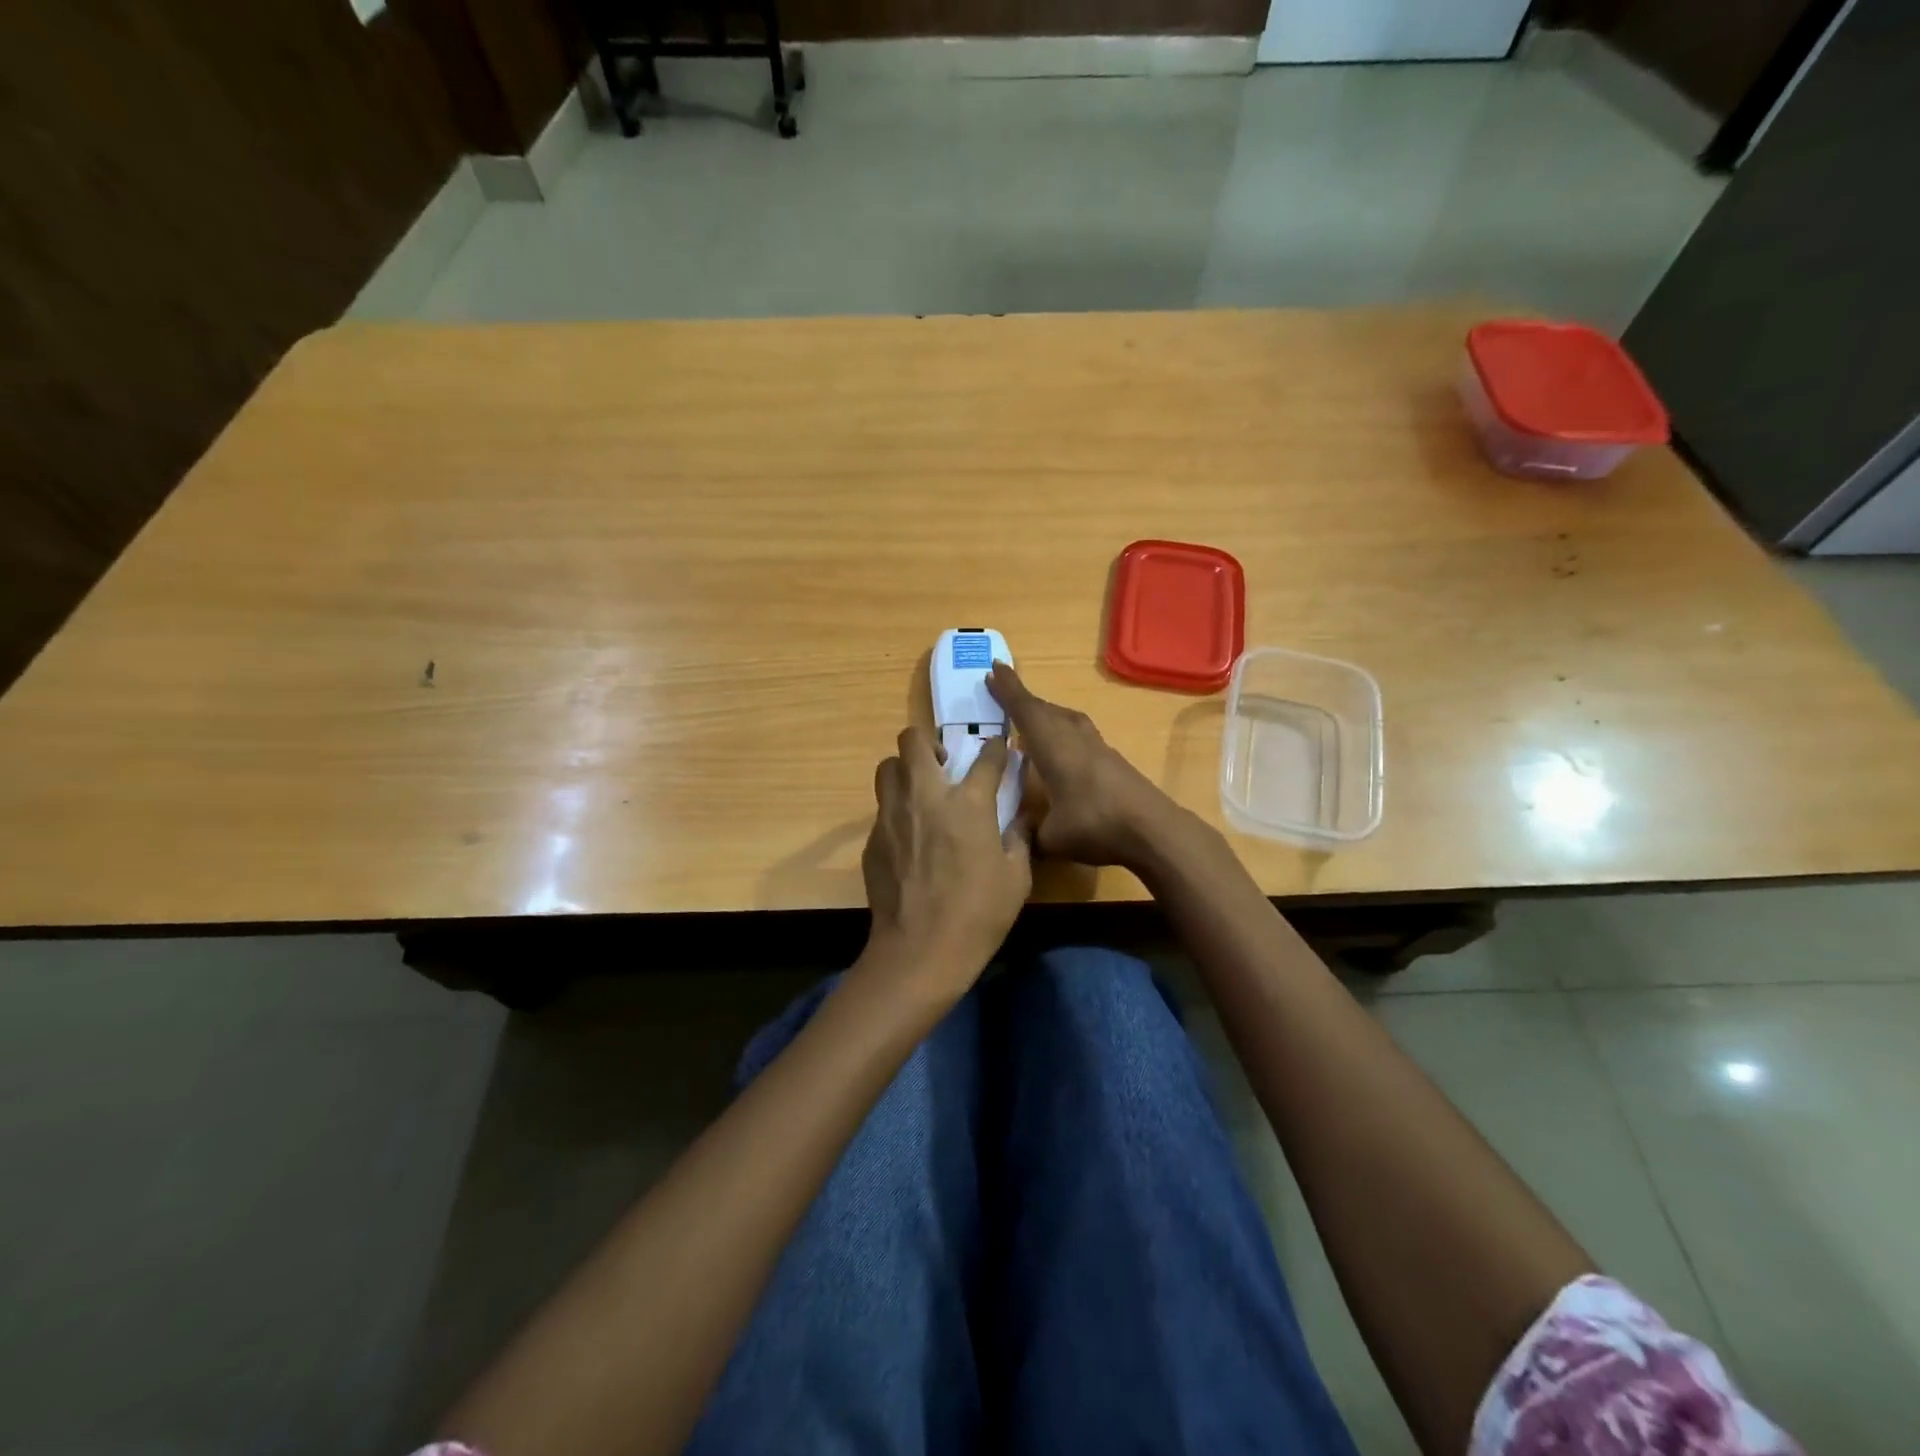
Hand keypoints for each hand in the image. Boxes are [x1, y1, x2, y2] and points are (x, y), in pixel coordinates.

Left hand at [861, 726, 1032, 992]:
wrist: (919, 951)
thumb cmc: (977, 914)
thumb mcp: (1016, 878)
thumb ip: (1018, 838)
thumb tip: (1020, 818)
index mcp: (968, 803)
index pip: (986, 757)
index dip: (996, 748)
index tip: (1000, 749)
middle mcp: (925, 796)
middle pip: (913, 740)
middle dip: (928, 742)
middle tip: (944, 765)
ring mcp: (892, 815)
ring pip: (888, 767)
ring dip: (904, 769)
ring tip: (920, 792)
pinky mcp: (872, 838)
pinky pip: (882, 808)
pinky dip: (897, 810)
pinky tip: (909, 837)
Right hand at [988, 663, 1184, 870]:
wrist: (1154, 831)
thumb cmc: (1096, 826)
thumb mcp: (1051, 838)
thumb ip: (1029, 833)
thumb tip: (1016, 835)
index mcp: (1054, 747)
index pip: (1025, 711)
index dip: (1008, 690)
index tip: (994, 668)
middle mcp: (1075, 739)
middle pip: (1046, 710)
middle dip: (1023, 700)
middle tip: (1002, 692)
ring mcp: (1098, 748)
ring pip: (1066, 719)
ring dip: (1046, 713)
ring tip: (1030, 720)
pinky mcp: (1113, 761)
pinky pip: (1079, 734)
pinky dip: (1062, 732)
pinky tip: (1060, 749)